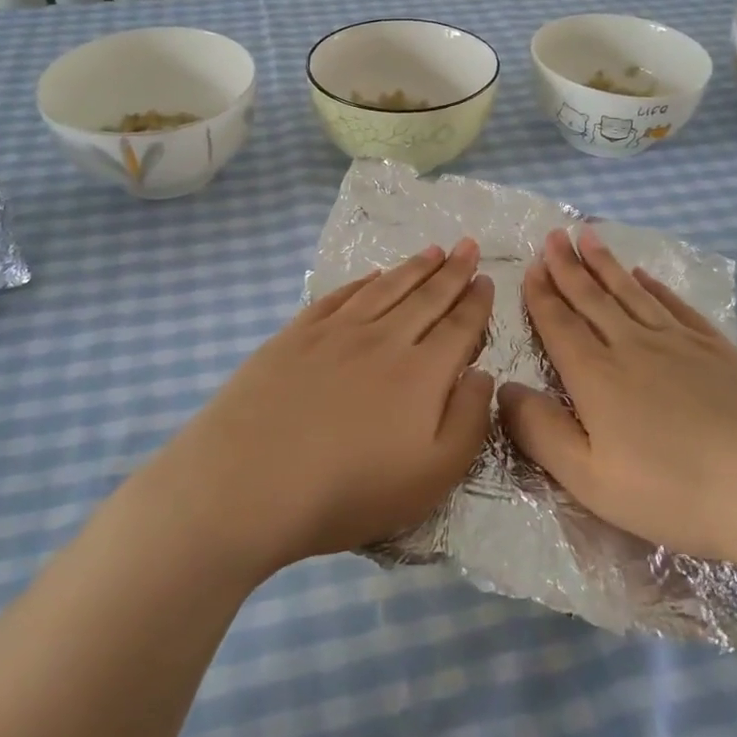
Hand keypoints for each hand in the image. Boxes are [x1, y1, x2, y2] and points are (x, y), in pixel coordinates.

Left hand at [159, 240, 494, 573]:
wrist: (249, 481)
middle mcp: (384, 339)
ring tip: (433, 250)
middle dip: (452, 271)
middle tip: (468, 246)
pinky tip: (373, 275)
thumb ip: (468, 420)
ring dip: (413, 267)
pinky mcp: (296, 334)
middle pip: (426, 297)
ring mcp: (336, 332)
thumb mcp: (432, 475)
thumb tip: (481, 373)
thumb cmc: (348, 490)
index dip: (475, 302)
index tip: (486, 278)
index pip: (459, 326)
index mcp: (422, 373)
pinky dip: (363, 281)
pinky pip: (340, 295)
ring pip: (386, 288)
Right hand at [500, 227, 736, 592]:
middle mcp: (633, 346)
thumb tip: (504, 389)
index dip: (542, 295)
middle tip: (554, 234)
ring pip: (631, 293)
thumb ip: (541, 433)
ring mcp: (681, 344)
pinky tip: (646, 276)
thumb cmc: (678, 493)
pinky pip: (675, 306)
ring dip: (606, 264)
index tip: (531, 265)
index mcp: (597, 377)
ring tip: (589, 237)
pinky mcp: (720, 350)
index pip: (559, 325)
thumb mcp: (591, 480)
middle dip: (568, 266)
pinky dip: (655, 286)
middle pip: (593, 298)